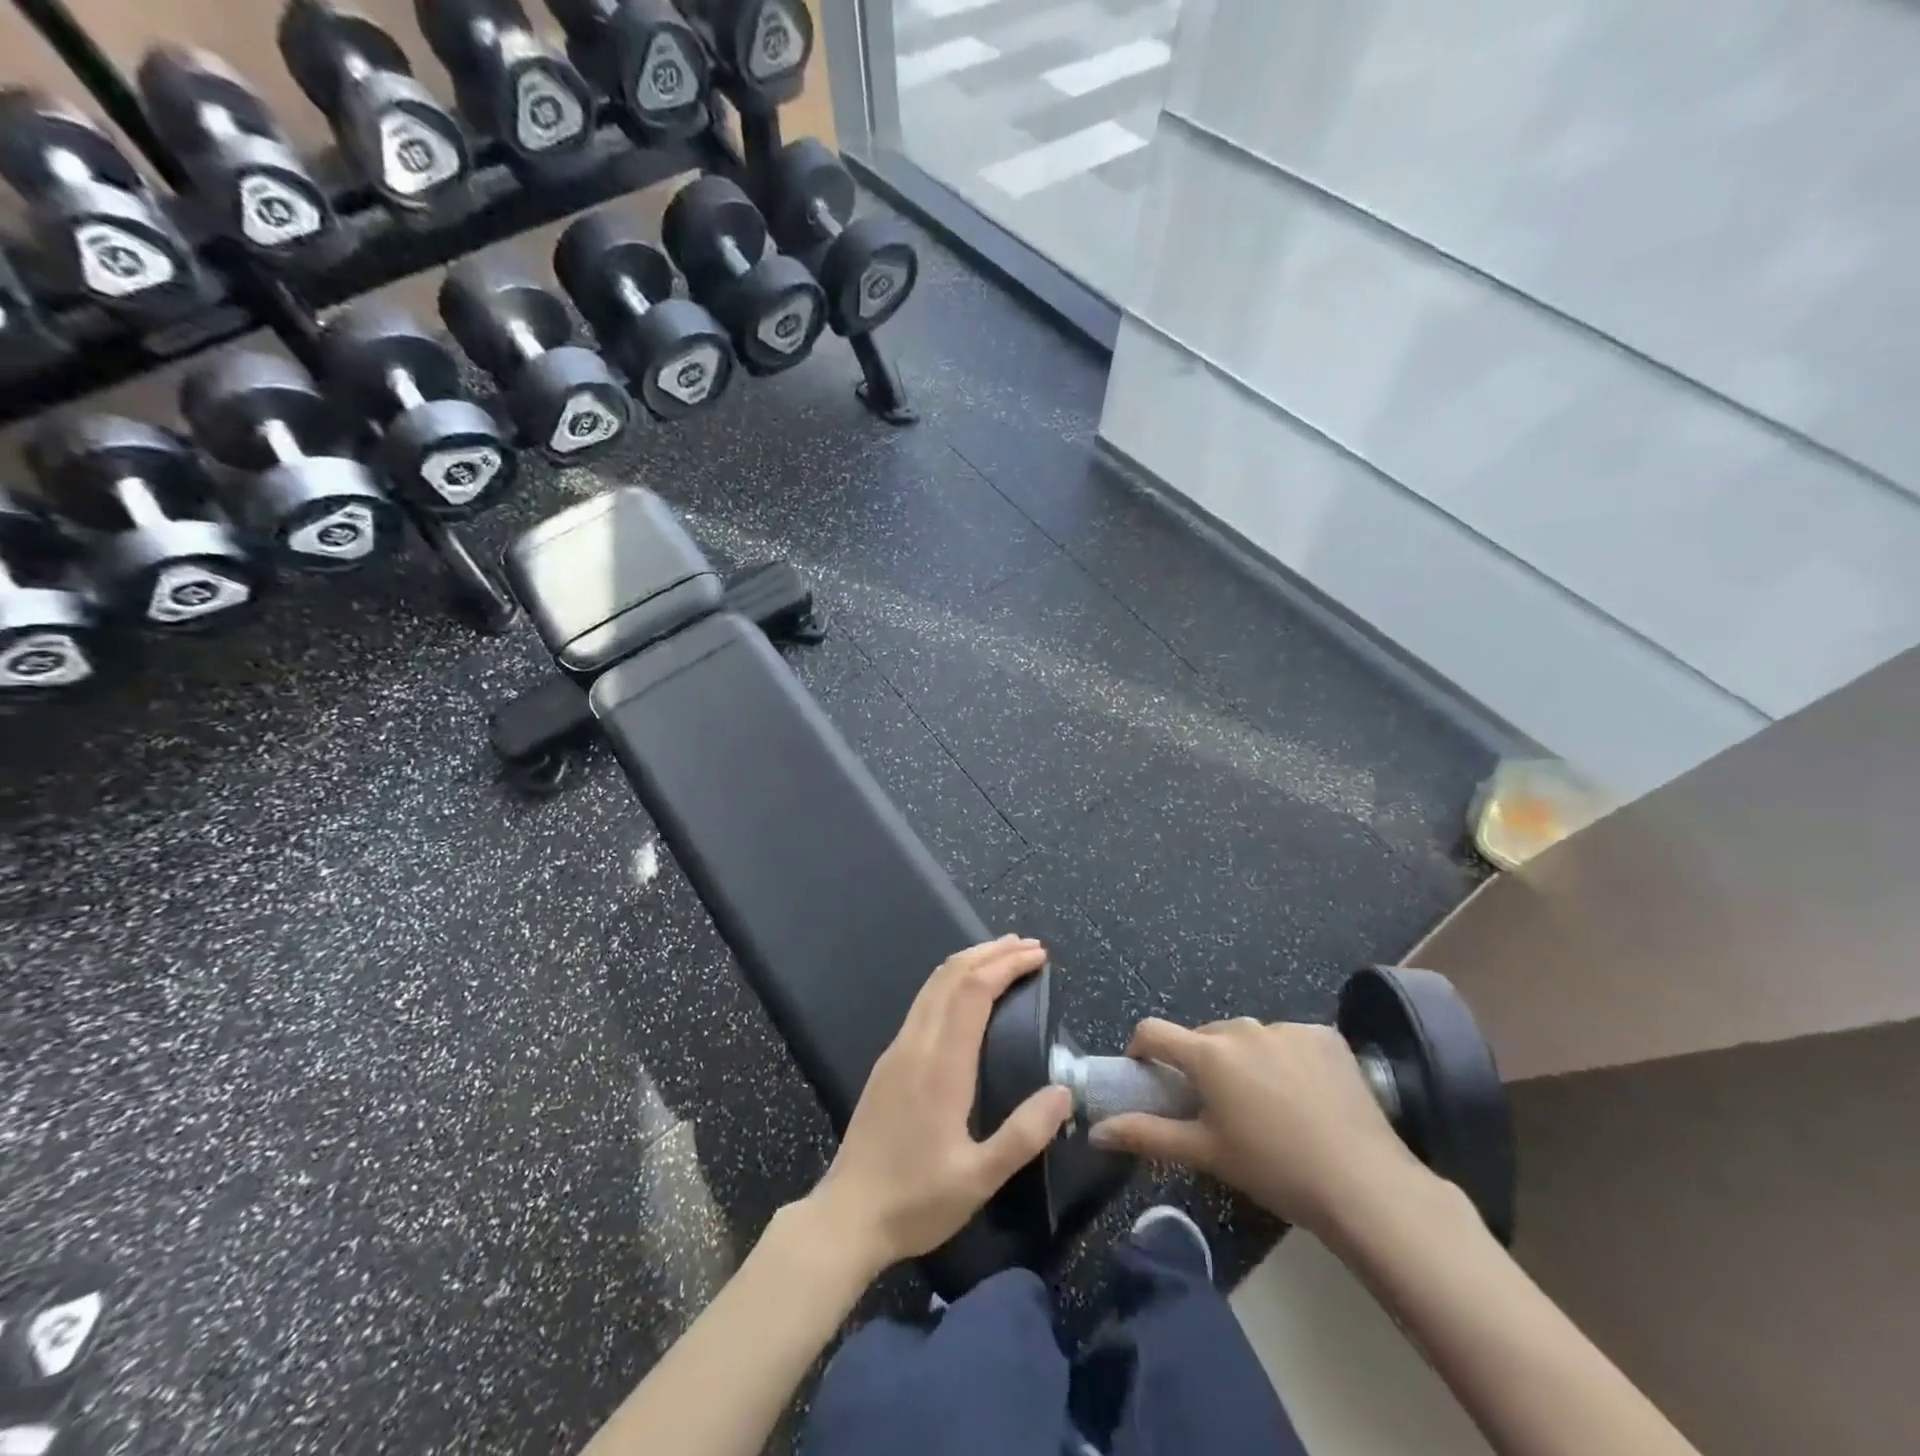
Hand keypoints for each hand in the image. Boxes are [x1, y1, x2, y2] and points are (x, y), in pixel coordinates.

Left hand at [806, 936, 1072, 1274]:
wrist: (847, 1217)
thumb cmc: (916, 1200)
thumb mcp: (979, 1178)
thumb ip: (1024, 1134)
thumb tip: (1064, 1091)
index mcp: (941, 1065)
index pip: (973, 991)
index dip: (1006, 964)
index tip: (1038, 956)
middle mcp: (916, 1044)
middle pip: (951, 974)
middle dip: (991, 952)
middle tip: (1029, 946)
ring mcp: (897, 1049)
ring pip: (933, 984)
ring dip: (970, 961)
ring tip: (1004, 956)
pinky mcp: (888, 1061)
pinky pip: (923, 1002)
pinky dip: (952, 982)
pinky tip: (967, 995)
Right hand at [1090, 1017, 1427, 1236]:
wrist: (1365, 1185)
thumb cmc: (1273, 1169)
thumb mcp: (1205, 1154)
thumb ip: (1147, 1135)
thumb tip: (1097, 1131)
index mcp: (1208, 1054)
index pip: (1154, 1031)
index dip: (1141, 1048)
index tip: (1146, 1073)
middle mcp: (1243, 1028)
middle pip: (1204, 1037)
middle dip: (1199, 1062)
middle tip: (1214, 1105)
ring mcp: (1287, 1028)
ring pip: (1247, 1037)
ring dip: (1243, 1059)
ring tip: (1264, 1103)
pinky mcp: (1324, 1035)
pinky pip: (1288, 1040)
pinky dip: (1285, 1059)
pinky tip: (1304, 1096)